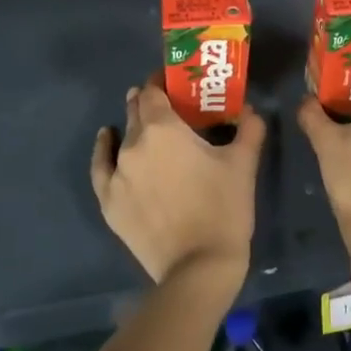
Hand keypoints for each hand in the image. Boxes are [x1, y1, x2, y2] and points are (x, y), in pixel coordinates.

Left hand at [91, 76, 263, 288]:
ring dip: (135, 126)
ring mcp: (117, 174)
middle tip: (171, 106)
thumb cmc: (223, 209)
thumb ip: (248, 128)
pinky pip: (102, 167)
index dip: (163, 82)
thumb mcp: (244, 163)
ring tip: (148, 126)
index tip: (178, 82)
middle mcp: (133, 143)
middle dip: (151, 102)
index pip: (154, 90)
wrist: (198, 268)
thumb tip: (248, 110)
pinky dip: (104, 149)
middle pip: (137, 110)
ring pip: (123, 137)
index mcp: (163, 128)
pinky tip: (107, 138)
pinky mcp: (109, 202)